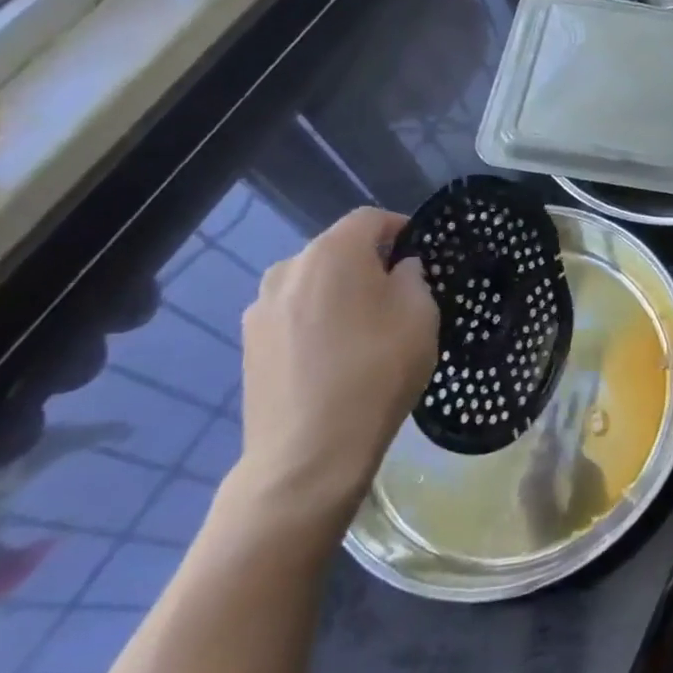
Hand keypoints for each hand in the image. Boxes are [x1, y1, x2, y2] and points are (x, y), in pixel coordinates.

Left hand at [233, 208, 438, 526]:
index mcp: (333, 252)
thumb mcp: (420, 315)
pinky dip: (315, 322)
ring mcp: (261, 308)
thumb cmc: (376, 371)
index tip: (422, 254)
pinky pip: (293, 316)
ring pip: (312, 284)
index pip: (371, 219)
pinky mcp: (249, 345)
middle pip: (337, 249)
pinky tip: (334, 357)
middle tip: (398, 295)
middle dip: (368, 263)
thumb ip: (413, 277)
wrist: (308, 453)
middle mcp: (289, 268)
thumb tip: (399, 269)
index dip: (401, 229)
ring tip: (363, 329)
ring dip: (338, 293)